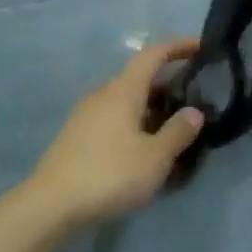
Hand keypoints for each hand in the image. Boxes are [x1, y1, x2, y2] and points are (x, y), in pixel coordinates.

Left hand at [19, 40, 204, 231]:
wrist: (50, 205)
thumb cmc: (109, 174)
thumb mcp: (154, 157)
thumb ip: (178, 132)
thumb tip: (194, 112)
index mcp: (123, 91)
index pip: (153, 54)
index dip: (178, 47)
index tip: (201, 47)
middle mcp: (103, 95)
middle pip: (140, 79)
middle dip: (168, 86)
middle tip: (194, 101)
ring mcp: (86, 115)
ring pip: (127, 101)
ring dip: (152, 109)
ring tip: (173, 130)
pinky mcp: (77, 136)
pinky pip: (114, 119)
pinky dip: (135, 124)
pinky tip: (144, 149)